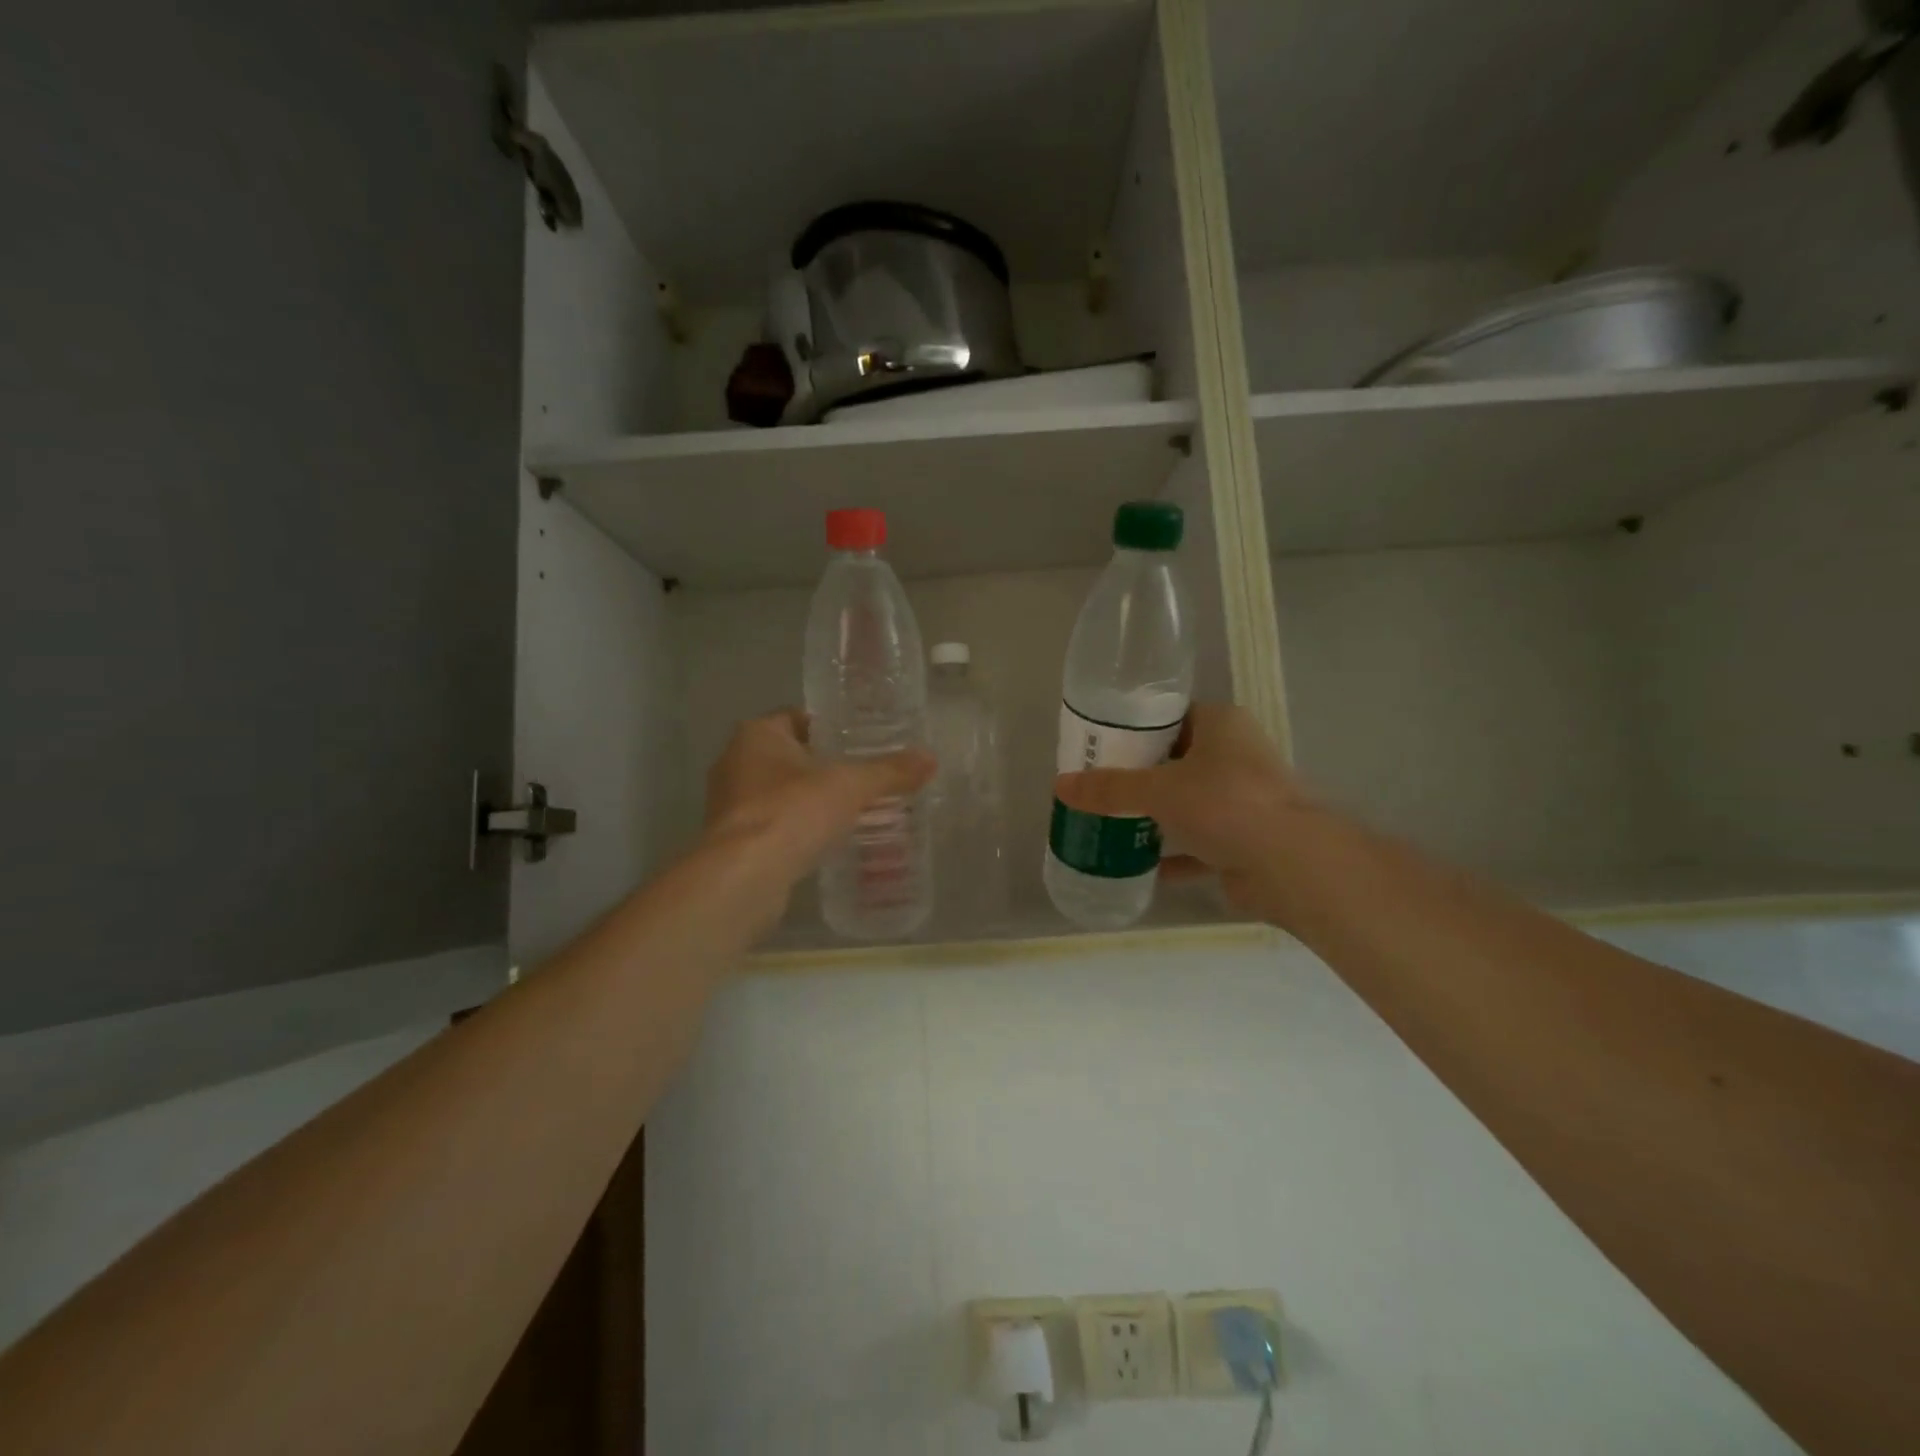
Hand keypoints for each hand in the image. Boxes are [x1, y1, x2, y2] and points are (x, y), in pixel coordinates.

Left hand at [701, 710, 935, 929]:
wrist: (744, 877)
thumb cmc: (792, 812)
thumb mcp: (850, 786)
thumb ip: (889, 772)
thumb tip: (930, 758)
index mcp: (756, 734)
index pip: (798, 718)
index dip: (831, 728)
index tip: (862, 743)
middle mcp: (735, 762)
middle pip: (790, 756)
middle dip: (824, 767)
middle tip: (864, 778)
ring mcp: (730, 804)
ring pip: (780, 792)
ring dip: (809, 800)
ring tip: (852, 810)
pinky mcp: (733, 840)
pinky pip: (774, 824)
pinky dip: (798, 829)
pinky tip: (827, 841)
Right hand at [1053, 702, 1313, 926]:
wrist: (1290, 865)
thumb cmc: (1224, 804)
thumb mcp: (1158, 790)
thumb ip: (1109, 788)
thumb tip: (1060, 786)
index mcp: (1222, 725)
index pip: (1170, 717)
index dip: (1134, 730)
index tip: (1100, 747)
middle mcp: (1236, 756)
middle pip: (1176, 761)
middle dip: (1139, 777)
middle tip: (1097, 786)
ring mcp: (1244, 800)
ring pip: (1188, 803)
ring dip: (1155, 816)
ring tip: (1110, 822)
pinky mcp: (1245, 840)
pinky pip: (1200, 844)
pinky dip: (1173, 853)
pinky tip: (1139, 864)